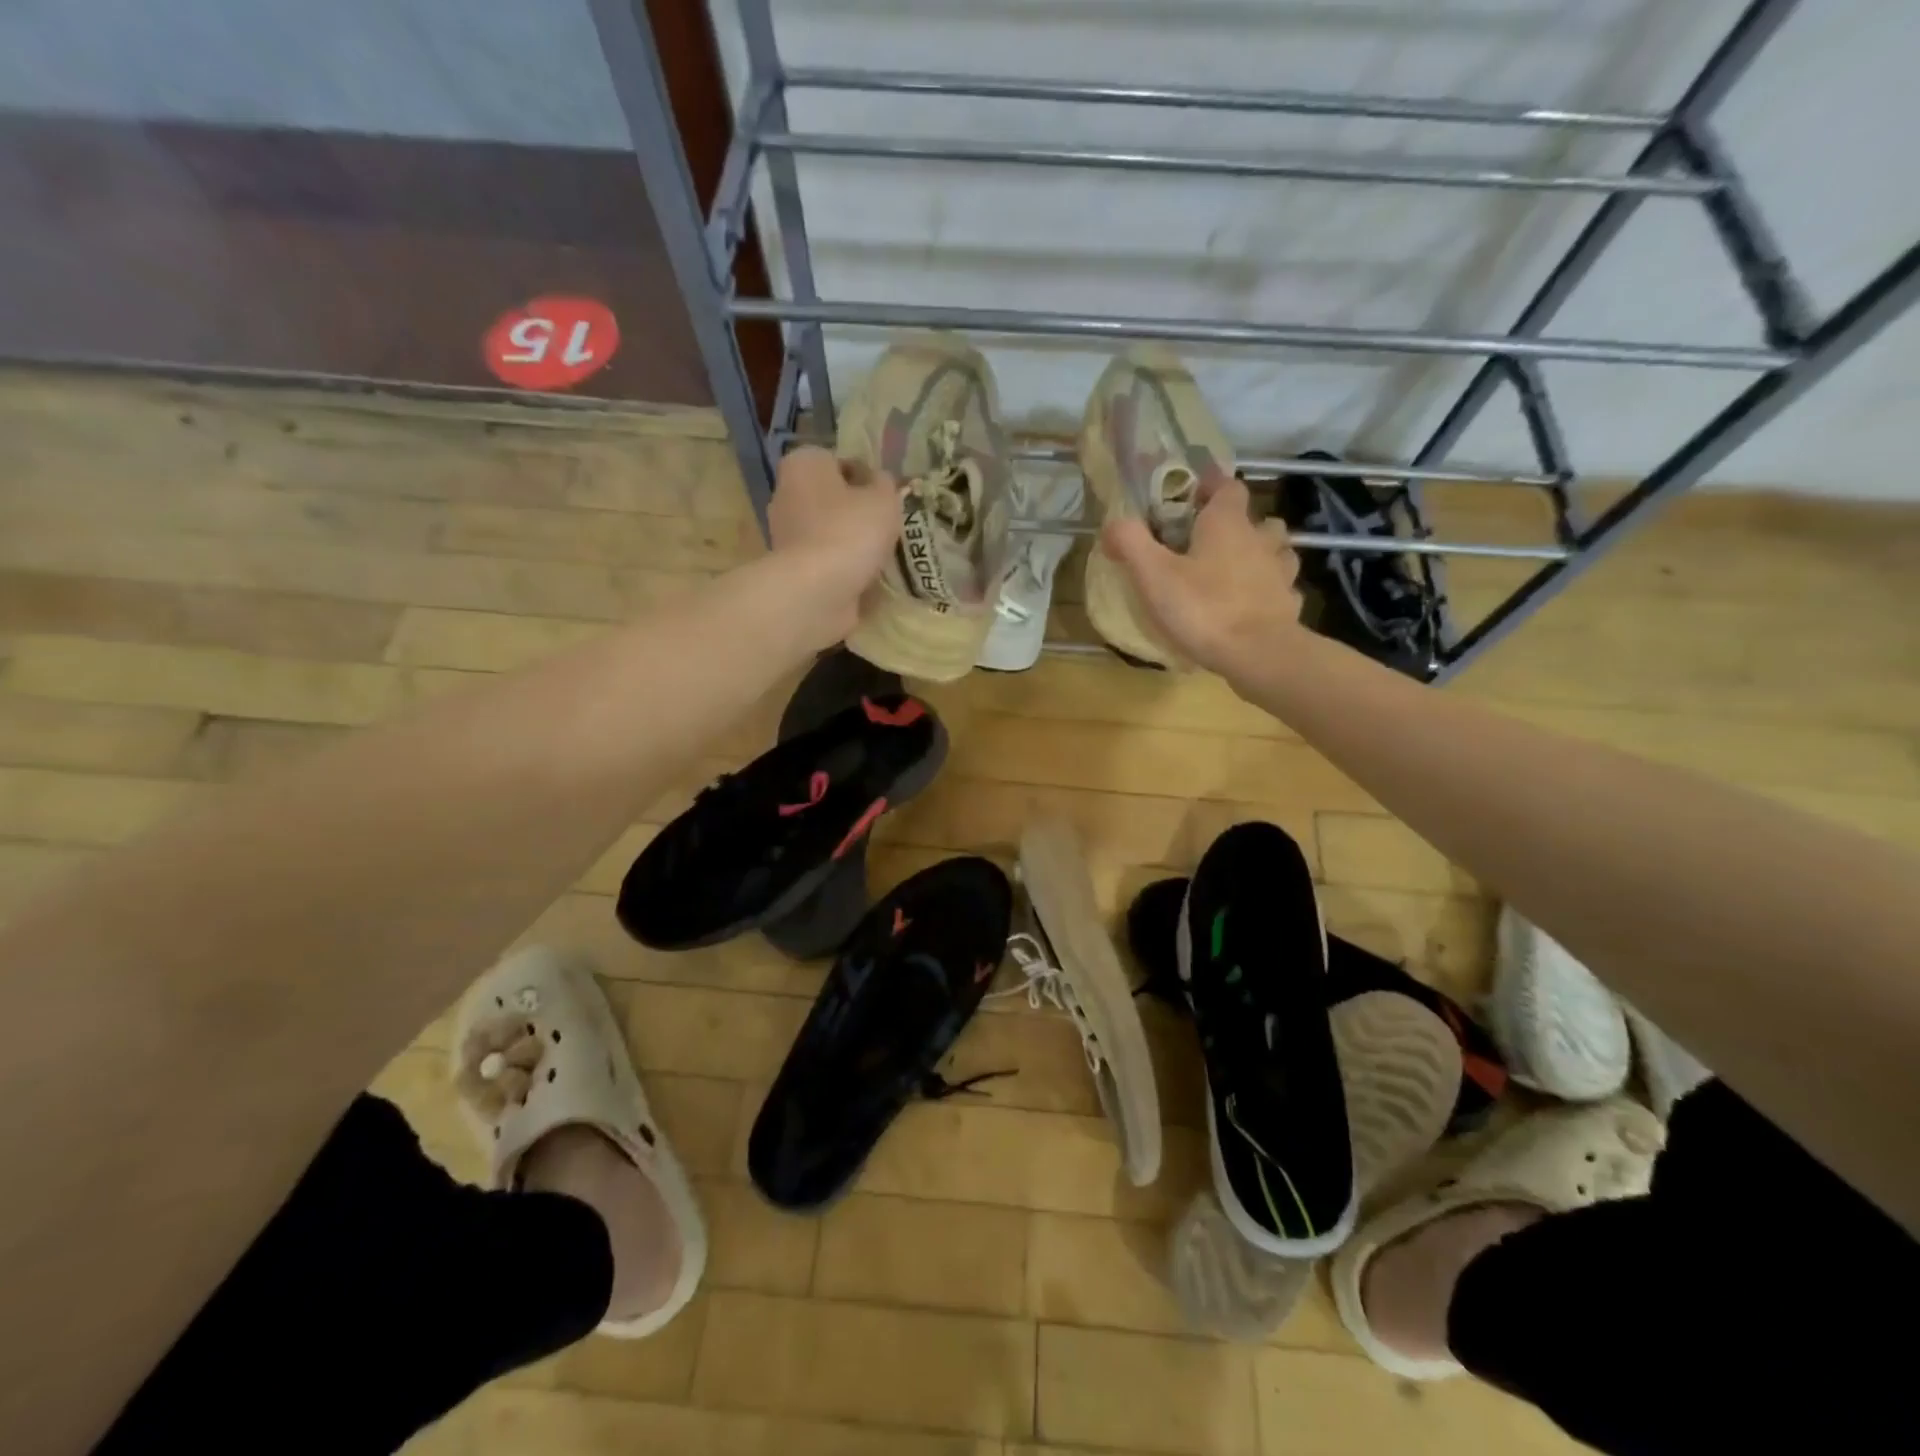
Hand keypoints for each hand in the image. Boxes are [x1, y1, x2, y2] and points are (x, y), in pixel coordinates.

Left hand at [766, 446, 904, 644]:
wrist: (815, 592)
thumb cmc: (850, 531)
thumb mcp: (884, 498)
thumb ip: (886, 484)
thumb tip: (880, 482)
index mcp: (804, 464)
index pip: (839, 461)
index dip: (867, 477)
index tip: (887, 497)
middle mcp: (787, 494)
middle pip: (832, 498)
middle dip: (857, 511)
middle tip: (887, 526)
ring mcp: (786, 534)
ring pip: (828, 530)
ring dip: (851, 541)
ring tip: (882, 554)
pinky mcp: (792, 569)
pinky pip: (825, 560)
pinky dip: (842, 567)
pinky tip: (866, 576)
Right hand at [1100, 477, 1304, 679]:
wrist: (1258, 654)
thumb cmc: (1203, 608)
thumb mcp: (1153, 575)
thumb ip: (1130, 542)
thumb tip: (1112, 524)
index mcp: (1227, 524)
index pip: (1227, 486)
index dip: (1211, 486)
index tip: (1193, 494)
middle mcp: (1260, 539)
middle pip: (1256, 519)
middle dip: (1238, 524)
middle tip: (1211, 541)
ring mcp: (1280, 572)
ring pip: (1277, 551)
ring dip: (1260, 554)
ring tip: (1237, 571)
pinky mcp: (1288, 605)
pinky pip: (1281, 588)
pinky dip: (1268, 591)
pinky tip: (1252, 606)